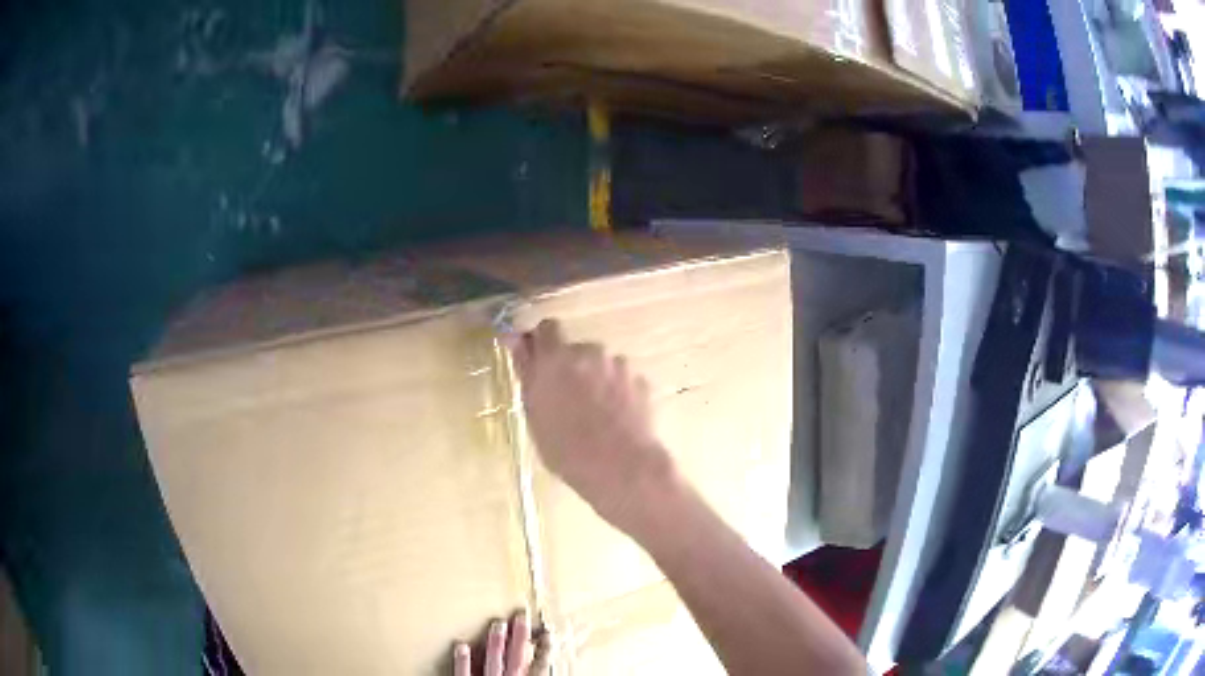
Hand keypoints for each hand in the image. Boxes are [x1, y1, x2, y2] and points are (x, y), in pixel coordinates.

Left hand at [452, 611, 550, 675]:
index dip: (544, 648)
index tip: (546, 633)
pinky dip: (463, 660)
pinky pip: (463, 672)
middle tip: (521, 615)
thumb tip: (542, 668)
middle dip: (520, 636)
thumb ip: (534, 674)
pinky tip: (461, 645)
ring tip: (497, 624)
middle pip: (516, 657)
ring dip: (495, 643)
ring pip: (492, 661)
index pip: (539, 665)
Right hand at [505, 320, 675, 532]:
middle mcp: (589, 352)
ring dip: (595, 380)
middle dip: (571, 367)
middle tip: (567, 400)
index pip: (547, 328)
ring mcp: (618, 365)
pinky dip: (617, 393)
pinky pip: (621, 380)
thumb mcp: (534, 413)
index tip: (540, 363)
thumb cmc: (566, 447)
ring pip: (600, 365)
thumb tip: (515, 339)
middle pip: (576, 350)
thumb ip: (526, 372)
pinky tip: (616, 420)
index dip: (543, 343)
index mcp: (556, 357)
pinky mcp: (640, 381)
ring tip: (595, 415)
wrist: (621, 467)